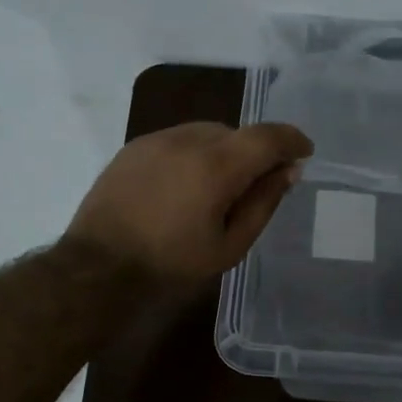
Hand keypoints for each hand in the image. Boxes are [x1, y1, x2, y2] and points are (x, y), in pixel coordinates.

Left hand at [66, 121, 313, 281]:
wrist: (97, 269)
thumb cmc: (170, 265)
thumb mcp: (229, 246)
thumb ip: (263, 203)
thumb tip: (288, 171)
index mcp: (216, 167)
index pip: (267, 136)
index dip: (292, 140)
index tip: (304, 153)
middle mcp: (187, 141)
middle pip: (236, 133)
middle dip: (254, 153)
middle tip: (257, 186)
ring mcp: (156, 140)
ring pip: (207, 133)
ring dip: (224, 152)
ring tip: (217, 190)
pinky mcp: (134, 147)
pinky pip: (178, 140)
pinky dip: (194, 154)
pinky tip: (185, 186)